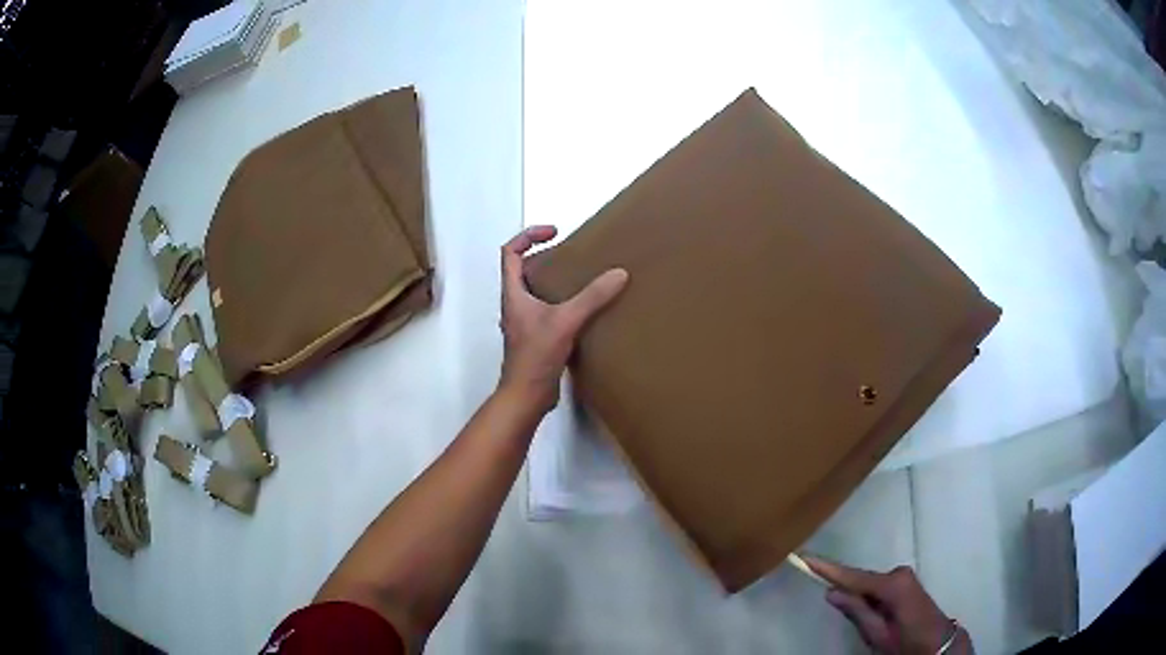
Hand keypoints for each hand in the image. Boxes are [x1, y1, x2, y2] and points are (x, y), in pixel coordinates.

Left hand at [498, 225, 628, 413]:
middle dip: (545, 256)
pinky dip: (563, 304)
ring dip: (554, 281)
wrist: (526, 396)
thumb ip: (592, 297)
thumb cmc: (536, 357)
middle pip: (522, 270)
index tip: (554, 232)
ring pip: (535, 292)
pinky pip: (548, 311)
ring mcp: (525, 323)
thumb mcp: (566, 321)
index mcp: (513, 294)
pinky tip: (584, 311)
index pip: (510, 252)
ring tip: (581, 279)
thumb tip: (619, 274)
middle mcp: (515, 305)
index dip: (528, 236)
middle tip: (572, 254)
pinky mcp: (536, 338)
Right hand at [804, 557, 972, 654]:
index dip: (828, 569)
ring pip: (869, 585)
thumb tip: (832, 592)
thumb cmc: (906, 642)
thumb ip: (857, 612)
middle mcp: (898, 573)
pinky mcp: (905, 582)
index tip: (806, 557)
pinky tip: (872, 615)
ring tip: (866, 624)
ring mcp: (903, 576)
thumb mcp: (878, 634)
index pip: (853, 576)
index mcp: (892, 586)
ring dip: (860, 599)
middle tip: (843, 612)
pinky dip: (869, 598)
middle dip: (846, 591)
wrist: (937, 643)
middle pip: (861, 579)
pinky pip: (878, 587)